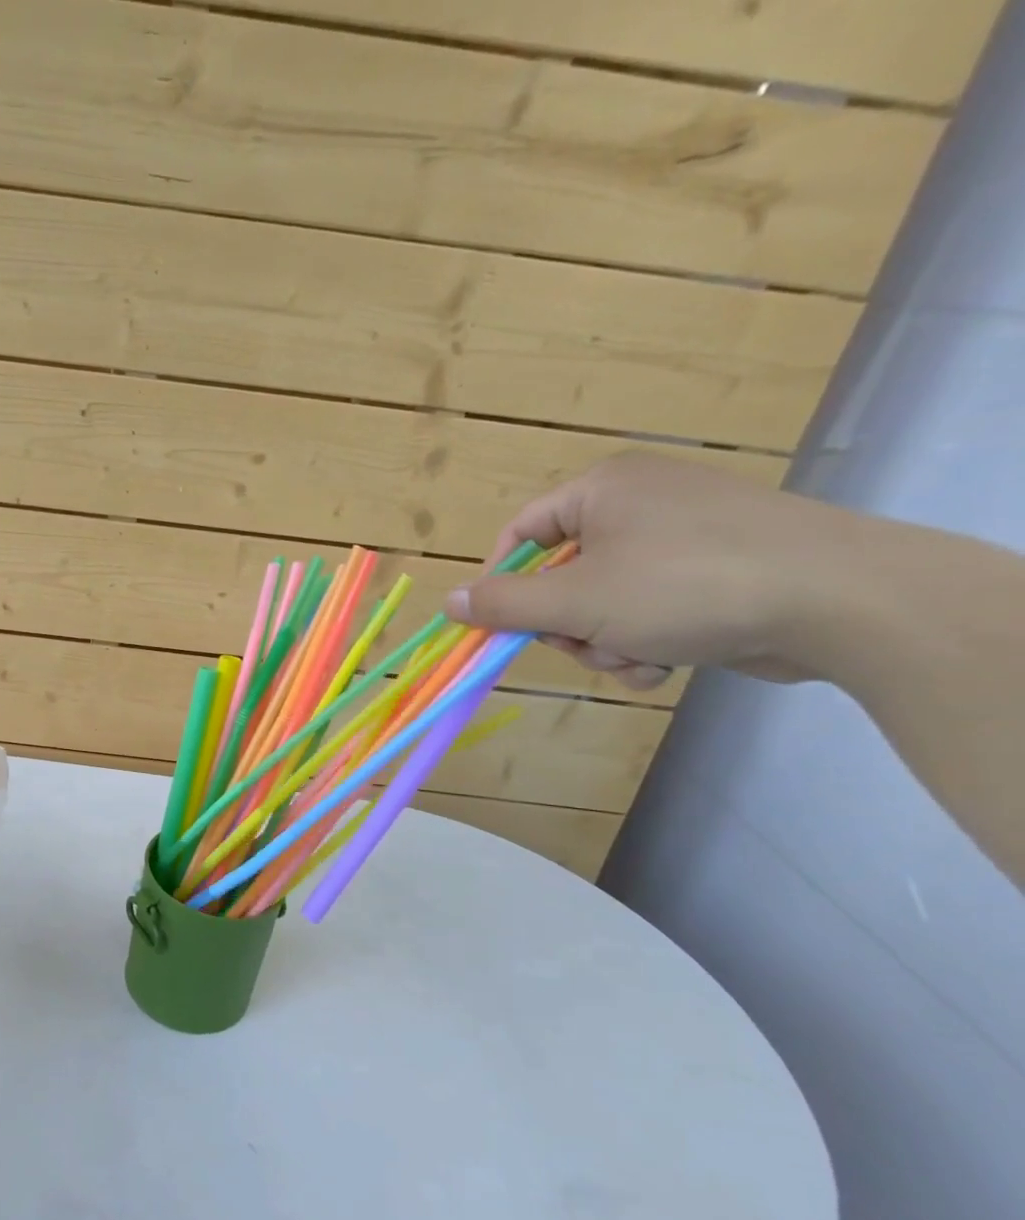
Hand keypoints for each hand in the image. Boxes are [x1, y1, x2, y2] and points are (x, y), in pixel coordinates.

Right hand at [444, 452, 877, 689]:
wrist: (840, 600)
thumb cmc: (685, 585)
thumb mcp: (574, 601)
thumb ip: (502, 605)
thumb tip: (448, 602)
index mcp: (602, 490)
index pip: (520, 534)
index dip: (500, 583)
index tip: (498, 625)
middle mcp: (639, 504)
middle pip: (560, 576)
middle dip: (567, 625)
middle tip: (585, 642)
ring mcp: (681, 537)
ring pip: (602, 603)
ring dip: (605, 642)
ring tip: (638, 656)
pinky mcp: (715, 572)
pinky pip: (648, 610)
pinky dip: (644, 642)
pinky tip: (665, 661)